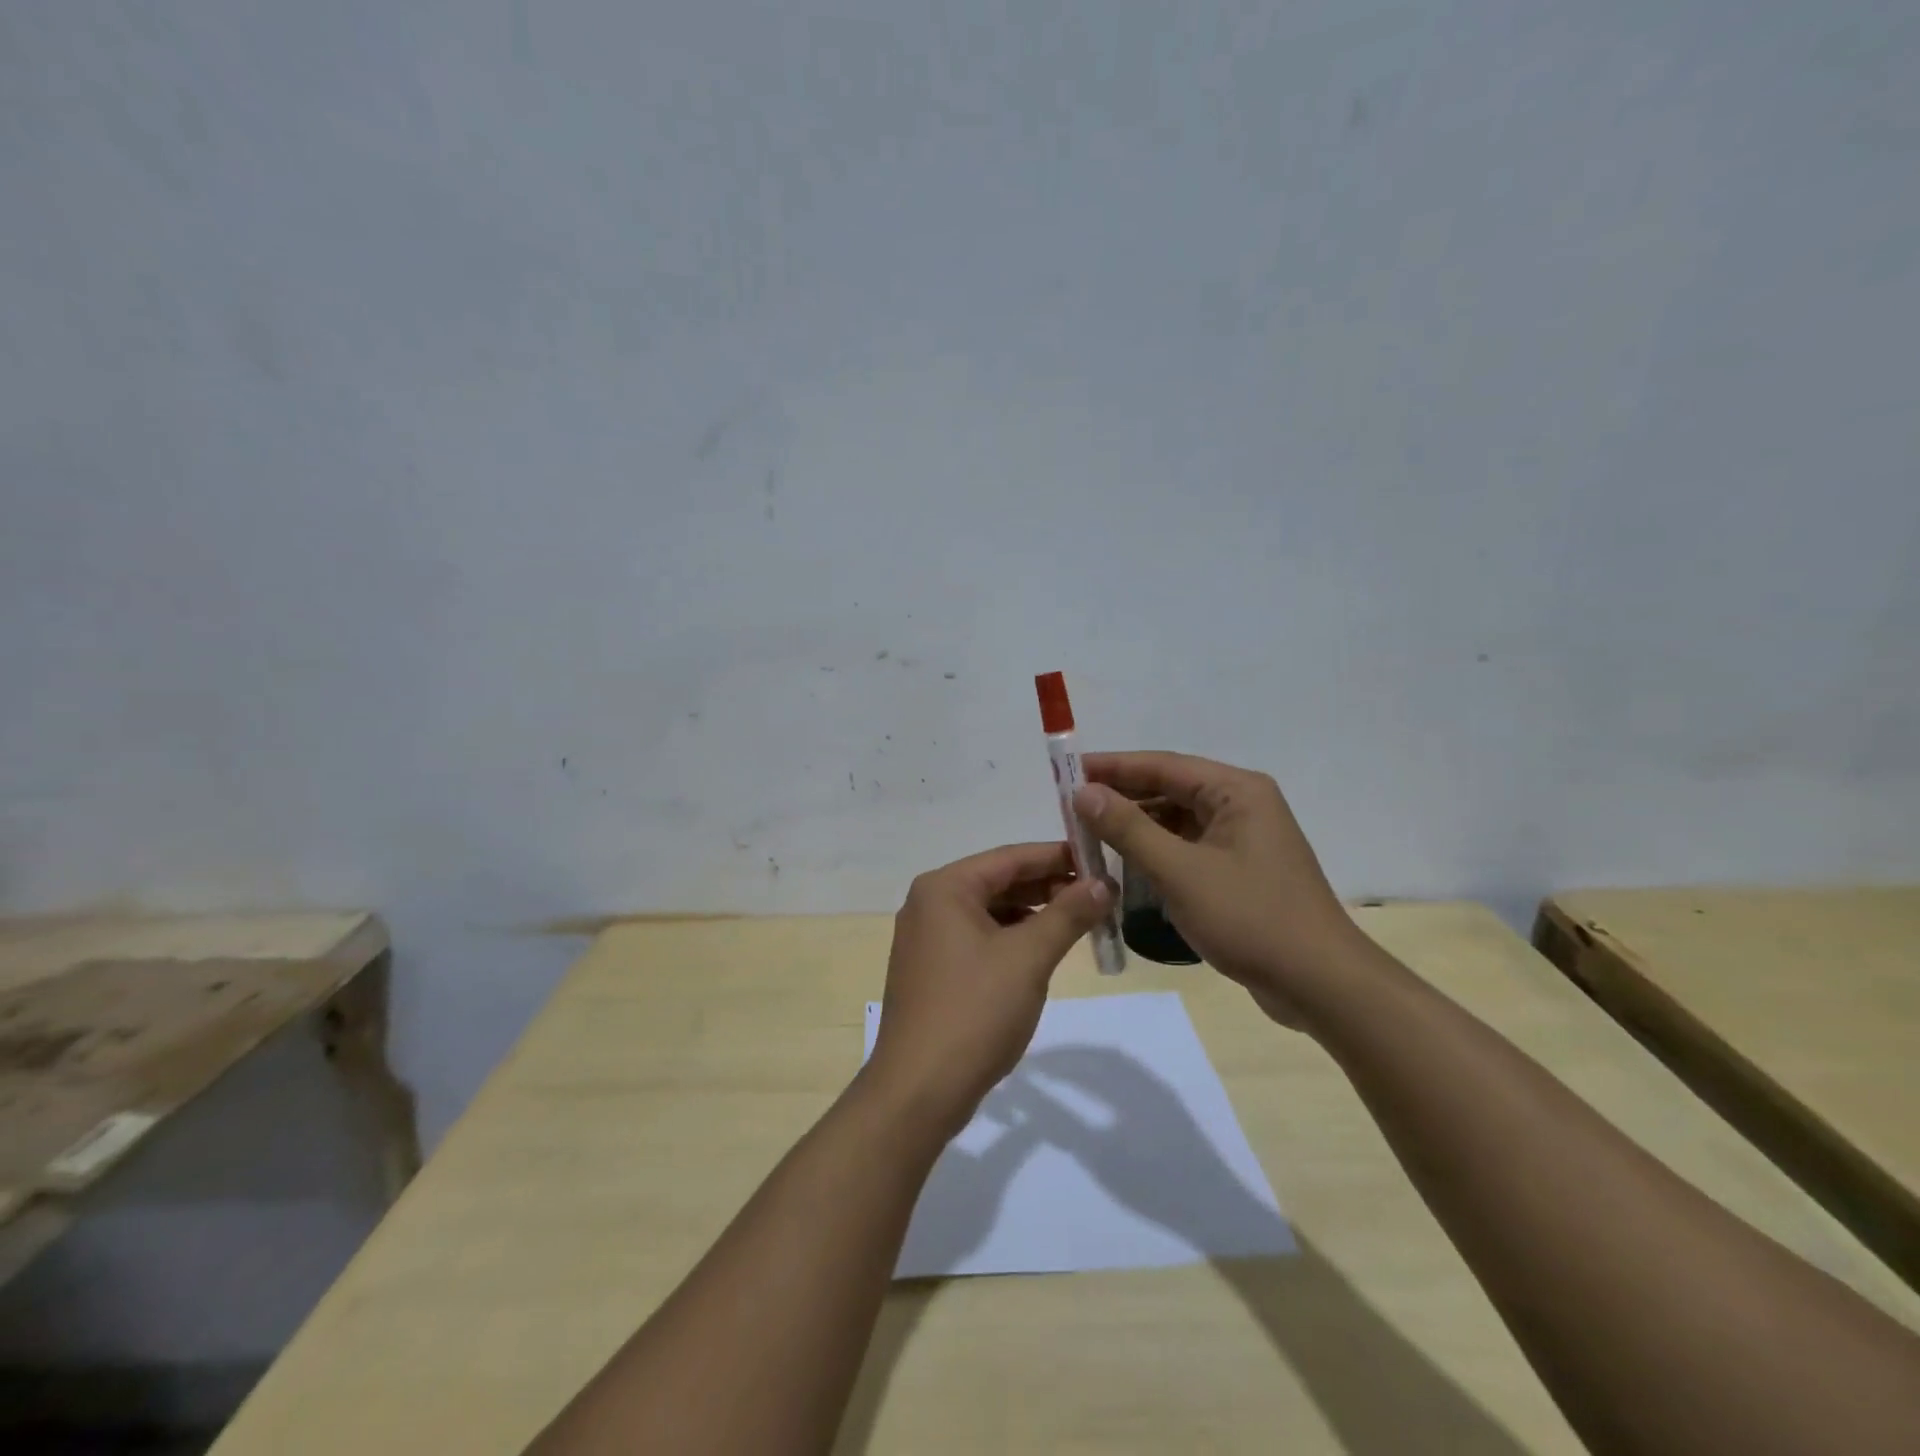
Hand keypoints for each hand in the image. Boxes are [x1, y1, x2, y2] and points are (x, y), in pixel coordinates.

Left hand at [865, 842, 1110, 1137]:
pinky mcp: (931, 969)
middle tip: (1098, 894)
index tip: (1100, 860)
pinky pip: (978, 938)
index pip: (1010, 857)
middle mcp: (929, 904)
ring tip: (1079, 920)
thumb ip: (1068, 914)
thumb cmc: (974, 1012)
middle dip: (1048, 886)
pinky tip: (1042, 950)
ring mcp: (926, 938)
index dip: (1058, 856)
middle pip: (999, 882)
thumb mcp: (1028, 958)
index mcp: (944, 888)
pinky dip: (1012, 938)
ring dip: (1033, 914)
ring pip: (990, 912)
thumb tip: (1103, 884)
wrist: (918, 1090)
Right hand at [1075, 752, 1363, 1027]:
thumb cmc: (1250, 918)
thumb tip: (1084, 792)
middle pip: (1170, 790)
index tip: (1067, 774)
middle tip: (1072, 810)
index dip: (1113, 768)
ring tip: (1091, 837)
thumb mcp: (1180, 871)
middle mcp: (1242, 805)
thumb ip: (1129, 829)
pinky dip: (1157, 854)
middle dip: (1121, 799)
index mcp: (1236, 791)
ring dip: (1137, 829)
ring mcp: (1244, 839)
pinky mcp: (1241, 870)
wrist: (1320, 984)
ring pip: (1177, 822)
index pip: (1163, 766)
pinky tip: (1127, 866)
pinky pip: (1189, 848)